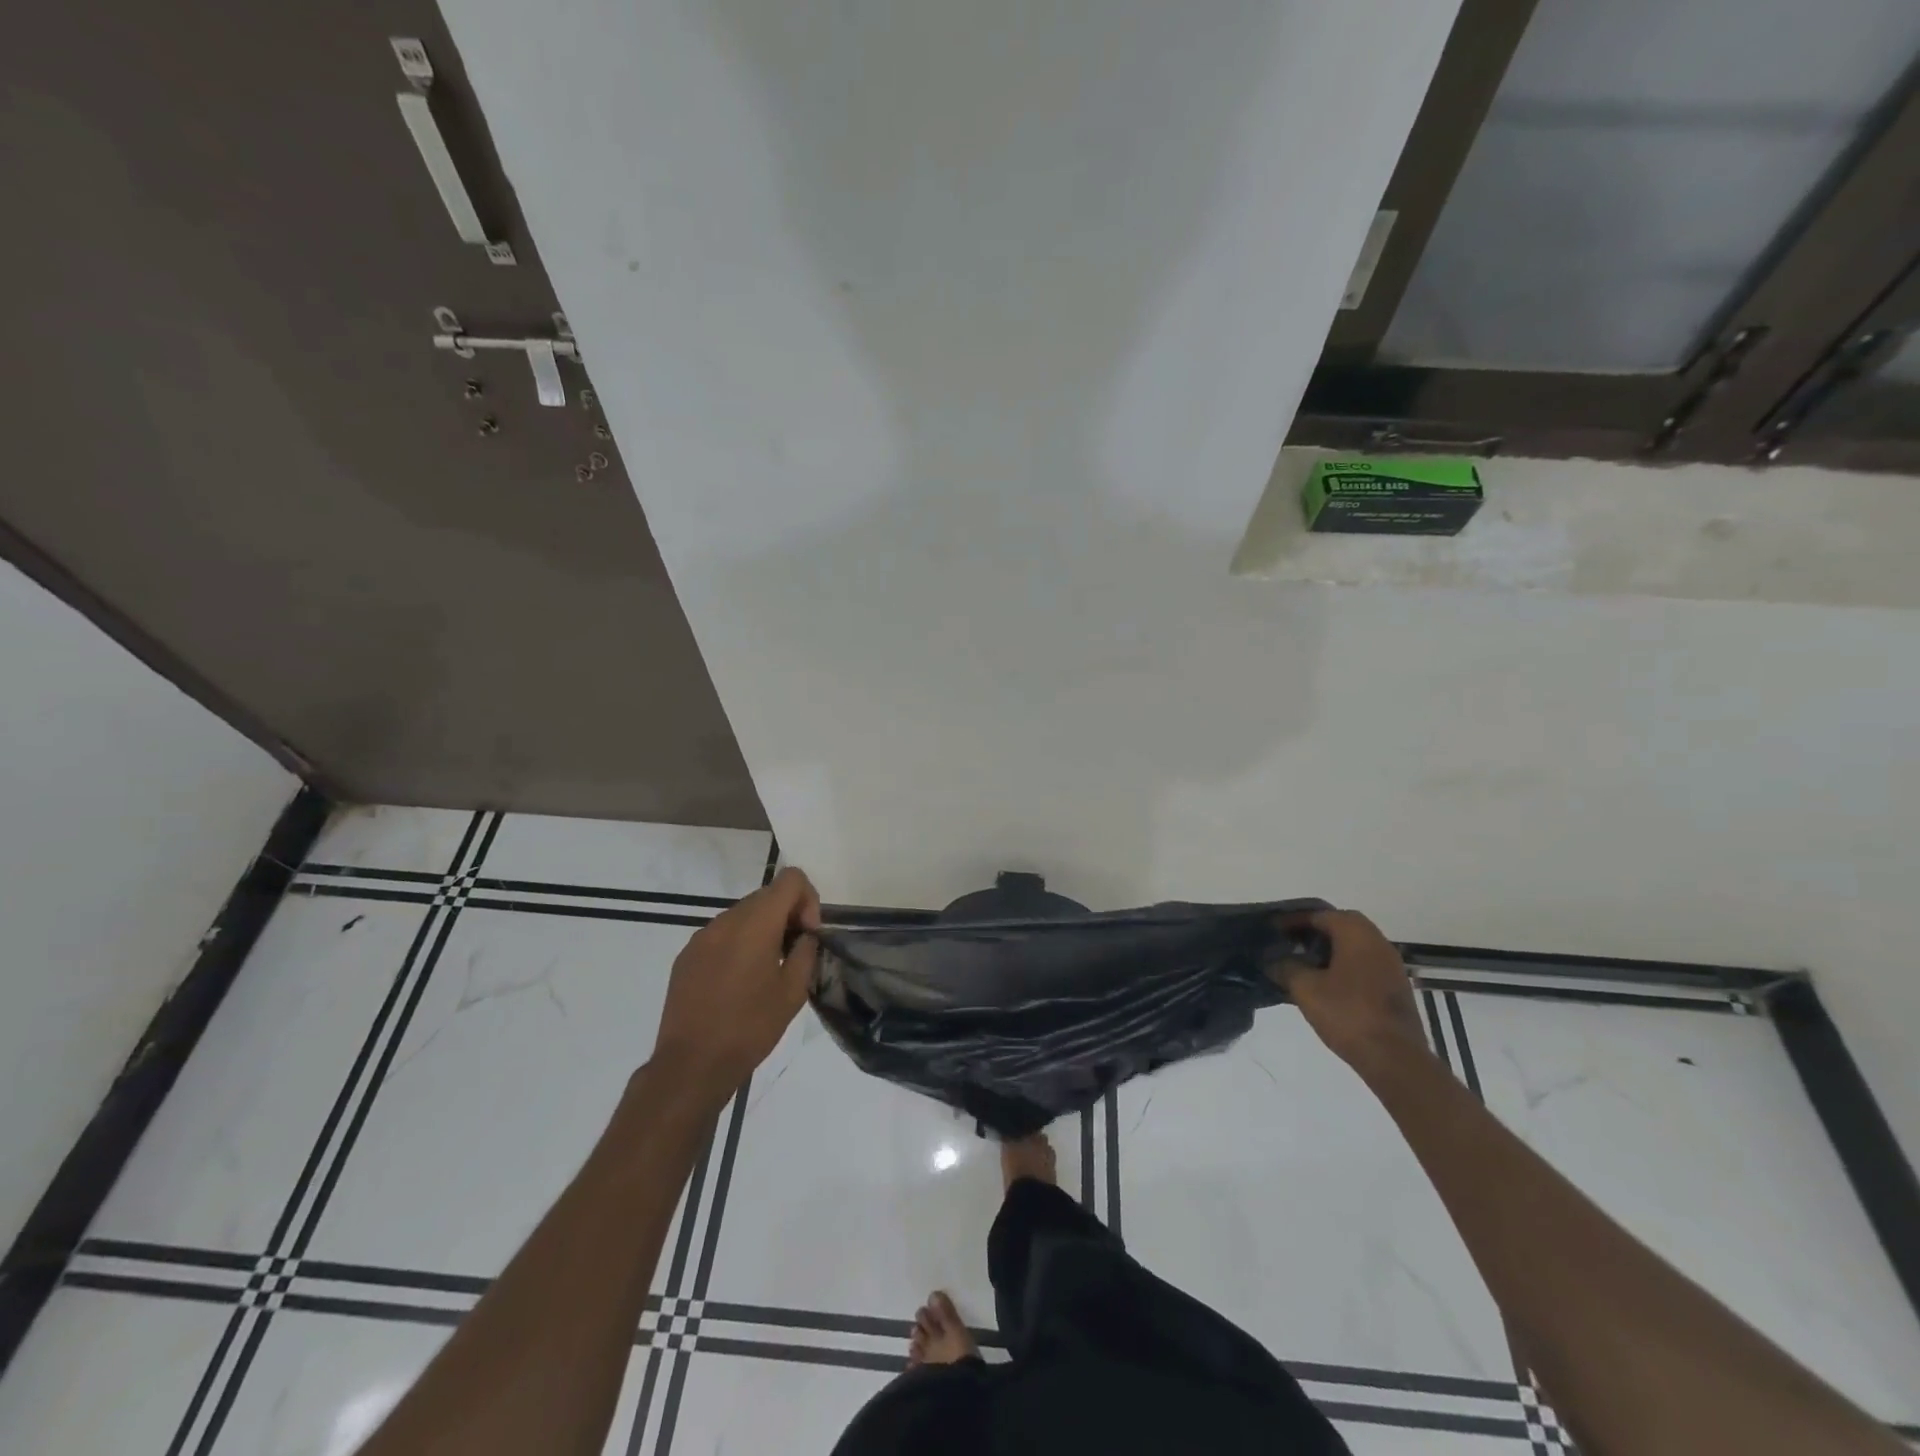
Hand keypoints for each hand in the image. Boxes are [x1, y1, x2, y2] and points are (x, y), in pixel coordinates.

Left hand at [652, 867, 821, 1100]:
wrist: (692, 1065)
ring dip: (762, 930)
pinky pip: (721, 935)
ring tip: (766, 971)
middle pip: (766, 895)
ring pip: (743, 915)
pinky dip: (738, 945)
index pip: (790, 879)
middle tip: (792, 954)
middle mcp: (726, 920)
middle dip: (787, 915)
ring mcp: (702, 936)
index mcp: (756, 923)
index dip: (808, 899)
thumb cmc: (750, 1028)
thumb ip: (805, 952)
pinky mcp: (686, 956)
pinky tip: (738, 983)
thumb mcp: (793, 992)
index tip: (808, 934)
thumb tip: (805, 935)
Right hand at [1268, 910, 1428, 1073]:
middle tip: (1291, 943)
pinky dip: (1345, 966)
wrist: (1395, 1058)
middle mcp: (1378, 942)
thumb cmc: (1347, 1014)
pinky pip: (1364, 965)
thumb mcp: (1305, 988)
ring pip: (1355, 946)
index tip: (1275, 930)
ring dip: (1331, 950)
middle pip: (1342, 926)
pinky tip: (1327, 984)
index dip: (1294, 920)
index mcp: (1356, 934)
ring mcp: (1391, 966)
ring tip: (1305, 964)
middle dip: (1315, 931)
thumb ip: (1286, 967)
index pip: (1321, 914)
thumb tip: (1274, 960)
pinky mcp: (1395, 988)